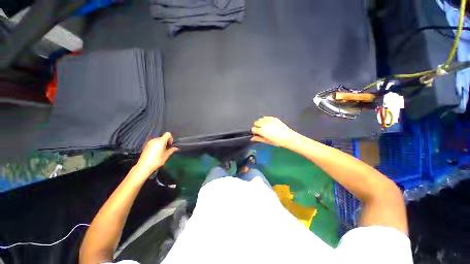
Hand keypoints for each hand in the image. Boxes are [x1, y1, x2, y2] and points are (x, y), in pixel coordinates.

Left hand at [136, 132, 177, 174]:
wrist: (144, 166)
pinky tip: (156, 153)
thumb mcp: (166, 156)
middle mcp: (155, 140)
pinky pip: (154, 143)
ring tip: (161, 152)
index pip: (168, 134)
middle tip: (166, 149)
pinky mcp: (146, 146)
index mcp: (161, 141)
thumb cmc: (157, 160)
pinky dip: (156, 145)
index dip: (171, 138)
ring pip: (158, 140)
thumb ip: (171, 150)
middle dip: (166, 142)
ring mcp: (149, 142)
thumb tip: (176, 148)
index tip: (170, 145)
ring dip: (161, 144)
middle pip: (163, 137)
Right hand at [251, 116, 296, 146]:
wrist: (287, 137)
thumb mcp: (266, 141)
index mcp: (261, 130)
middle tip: (261, 130)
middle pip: (256, 122)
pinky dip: (265, 120)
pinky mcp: (273, 118)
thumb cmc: (277, 141)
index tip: (257, 133)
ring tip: (265, 126)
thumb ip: (258, 139)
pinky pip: (266, 117)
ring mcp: (268, 120)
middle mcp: (263, 124)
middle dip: (257, 126)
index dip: (254, 131)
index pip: (253, 129)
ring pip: (260, 119)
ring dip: (261, 122)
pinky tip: (268, 123)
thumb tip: (252, 138)